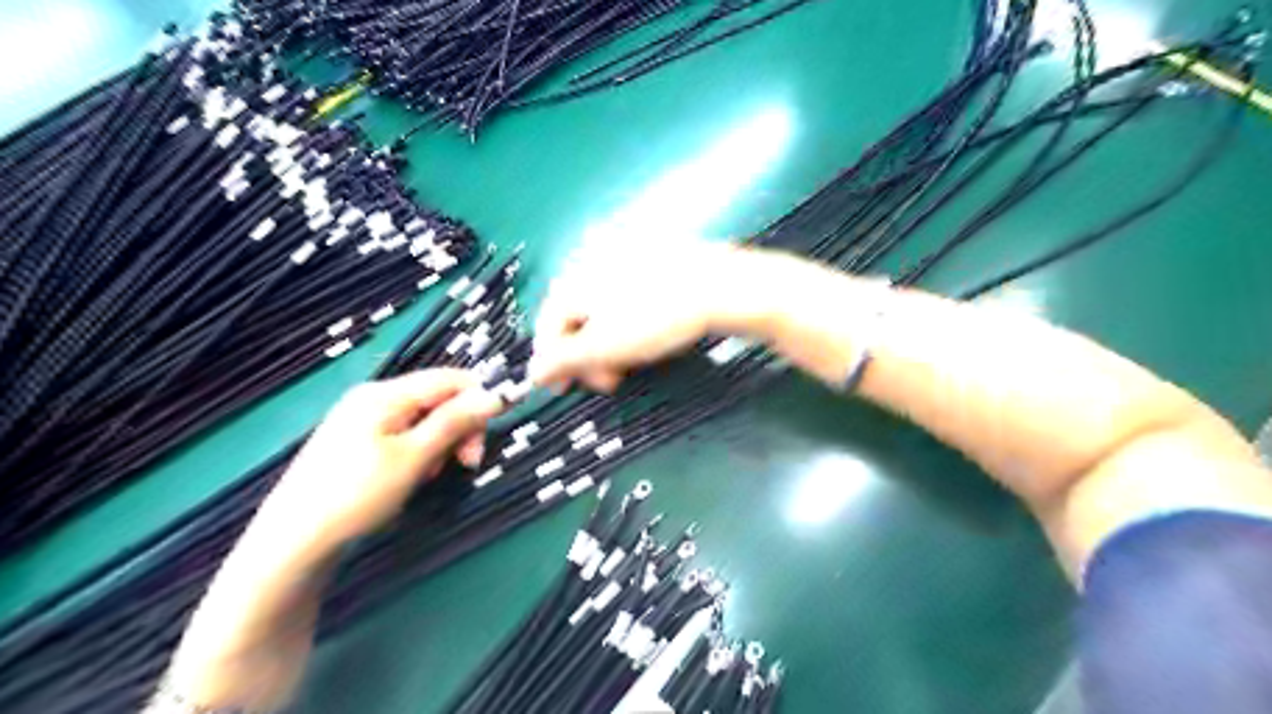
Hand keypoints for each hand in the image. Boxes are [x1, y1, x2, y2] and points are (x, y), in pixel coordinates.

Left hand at [257, 369, 502, 551]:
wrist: (293, 542)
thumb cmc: (357, 495)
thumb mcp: (415, 457)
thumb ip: (455, 422)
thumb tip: (496, 395)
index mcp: (386, 393)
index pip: (450, 379)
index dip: (479, 400)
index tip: (490, 435)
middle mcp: (375, 397)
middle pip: (438, 398)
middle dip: (460, 427)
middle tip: (467, 463)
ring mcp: (363, 419)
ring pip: (425, 419)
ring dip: (441, 444)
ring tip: (432, 476)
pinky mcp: (358, 441)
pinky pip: (405, 435)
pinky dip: (420, 452)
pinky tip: (414, 476)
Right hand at [532, 244, 759, 393]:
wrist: (719, 285)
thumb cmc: (656, 318)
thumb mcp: (604, 348)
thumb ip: (563, 361)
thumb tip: (532, 373)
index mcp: (572, 281)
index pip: (547, 327)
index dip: (553, 363)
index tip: (566, 391)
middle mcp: (589, 262)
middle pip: (574, 318)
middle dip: (587, 356)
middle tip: (610, 382)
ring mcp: (621, 256)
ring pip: (601, 308)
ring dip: (608, 342)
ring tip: (631, 361)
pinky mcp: (650, 257)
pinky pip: (625, 294)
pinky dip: (626, 320)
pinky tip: (647, 333)